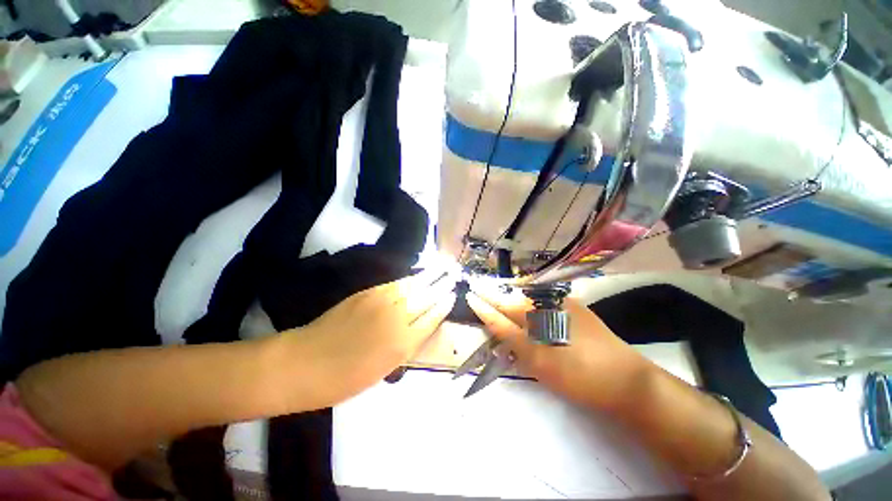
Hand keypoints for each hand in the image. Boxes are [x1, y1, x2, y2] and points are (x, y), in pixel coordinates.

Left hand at [285, 267, 458, 407]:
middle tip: (454, 275)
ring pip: (413, 286)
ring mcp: (381, 302)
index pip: (431, 318)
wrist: (303, 363)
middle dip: (442, 286)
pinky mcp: (367, 292)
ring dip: (430, 276)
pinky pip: (396, 283)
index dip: (443, 306)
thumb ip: (406, 347)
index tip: (453, 296)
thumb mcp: (383, 371)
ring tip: (443, 268)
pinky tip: (417, 275)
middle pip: (426, 298)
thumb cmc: (344, 379)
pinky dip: (410, 278)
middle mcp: (397, 319)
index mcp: (402, 344)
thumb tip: (421, 328)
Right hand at [466, 283, 650, 412]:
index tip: (470, 294)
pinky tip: (526, 309)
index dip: (485, 300)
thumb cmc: (577, 374)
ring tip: (499, 301)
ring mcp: (564, 302)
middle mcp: (549, 299)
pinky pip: (543, 301)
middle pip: (514, 296)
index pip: (502, 303)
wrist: (628, 382)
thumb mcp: (536, 358)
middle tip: (481, 294)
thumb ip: (508, 333)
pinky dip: (530, 304)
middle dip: (496, 296)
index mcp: (538, 311)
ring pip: (529, 297)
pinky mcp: (575, 308)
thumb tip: (487, 314)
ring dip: (512, 299)